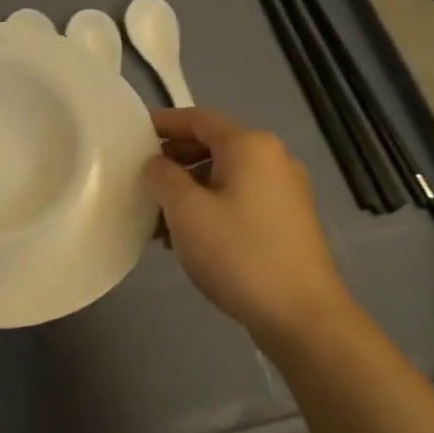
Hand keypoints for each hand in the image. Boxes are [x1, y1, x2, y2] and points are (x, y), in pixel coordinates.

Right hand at [145, 108, 358, 341]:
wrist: (301, 314)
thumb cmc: (239, 254)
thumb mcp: (186, 212)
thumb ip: (163, 176)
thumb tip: (158, 164)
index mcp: (250, 145)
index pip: (198, 118)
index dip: (163, 123)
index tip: (132, 135)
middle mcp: (272, 158)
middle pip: (213, 146)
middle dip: (174, 162)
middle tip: (140, 182)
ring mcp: (285, 190)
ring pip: (225, 176)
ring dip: (189, 191)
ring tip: (158, 221)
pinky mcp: (288, 220)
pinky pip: (240, 199)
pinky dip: (211, 208)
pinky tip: (189, 239)